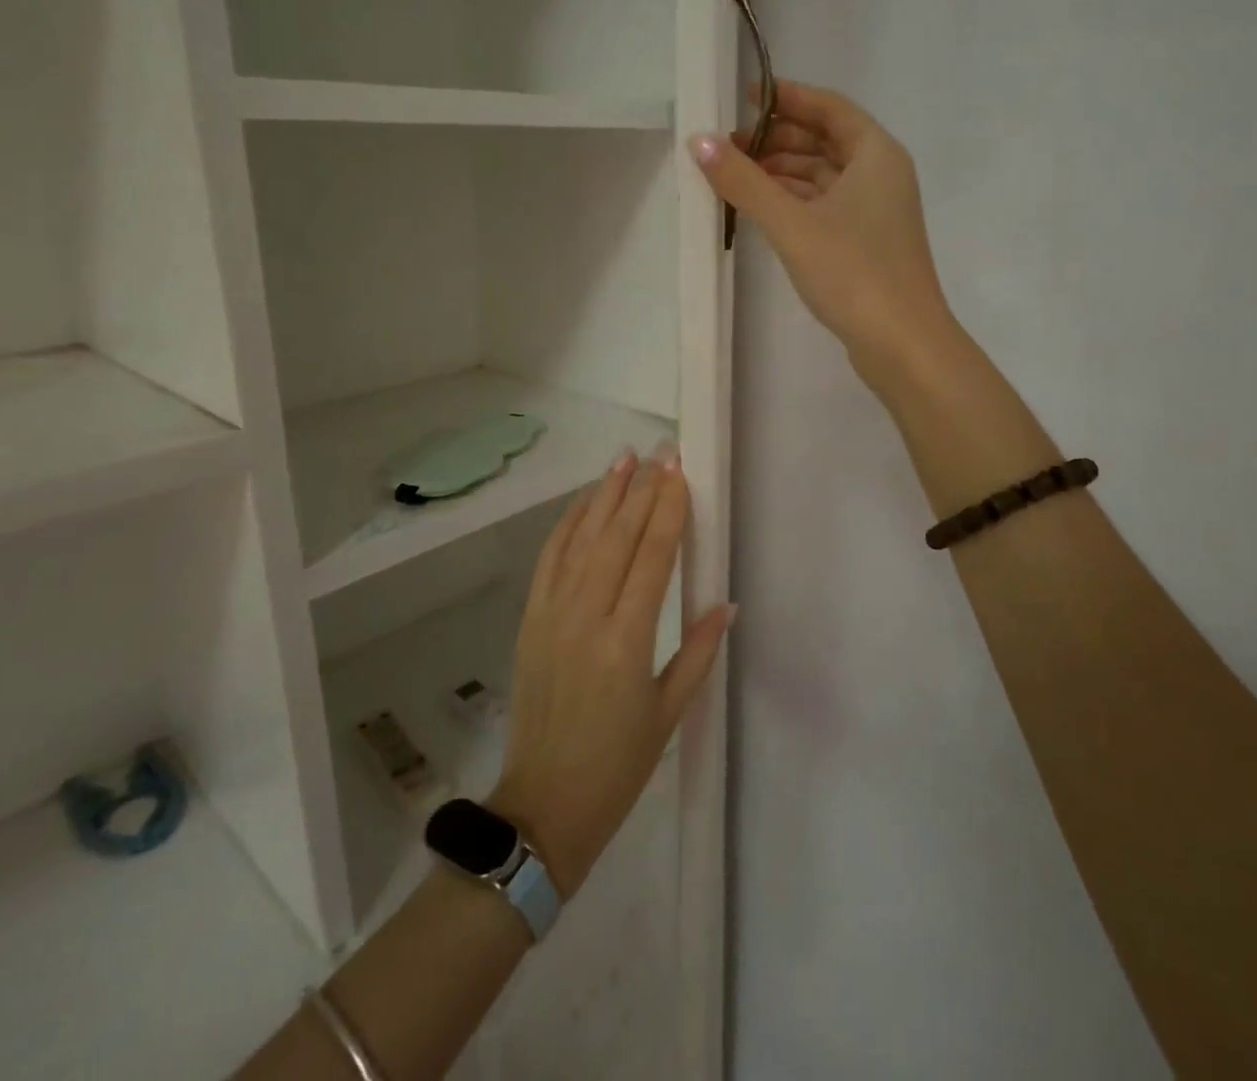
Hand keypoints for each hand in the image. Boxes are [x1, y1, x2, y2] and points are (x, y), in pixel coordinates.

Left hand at [490, 444, 732, 899]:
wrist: (542, 804)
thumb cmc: (618, 766)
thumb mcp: (669, 714)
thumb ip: (699, 652)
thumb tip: (726, 602)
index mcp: (627, 642)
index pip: (652, 559)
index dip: (667, 511)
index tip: (680, 475)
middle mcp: (586, 617)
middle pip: (616, 537)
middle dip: (641, 490)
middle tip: (660, 452)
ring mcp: (552, 615)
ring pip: (581, 539)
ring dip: (604, 495)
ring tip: (623, 458)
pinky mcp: (530, 619)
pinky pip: (550, 560)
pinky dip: (568, 525)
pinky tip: (585, 501)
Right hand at [690, 80, 954, 387]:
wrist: (903, 344)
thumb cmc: (853, 273)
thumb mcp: (791, 223)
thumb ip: (744, 182)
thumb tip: (699, 141)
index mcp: (876, 154)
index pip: (829, 107)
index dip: (787, 97)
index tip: (745, 97)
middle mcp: (881, 175)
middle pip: (826, 140)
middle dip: (778, 139)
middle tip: (730, 145)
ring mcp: (877, 211)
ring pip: (825, 176)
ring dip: (784, 173)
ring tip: (736, 177)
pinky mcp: (867, 243)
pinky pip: (826, 205)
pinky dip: (796, 201)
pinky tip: (763, 210)